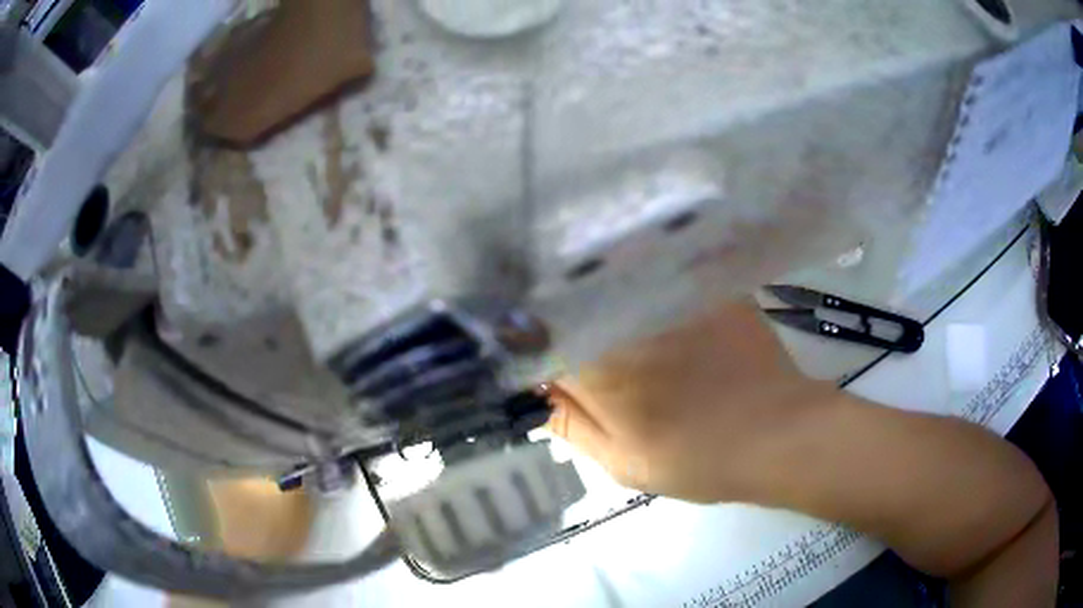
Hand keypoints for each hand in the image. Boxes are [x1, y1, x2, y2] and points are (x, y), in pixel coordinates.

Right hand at [547, 298, 835, 503]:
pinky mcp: (705, 286)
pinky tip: (657, 299)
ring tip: (614, 317)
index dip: (532, 339)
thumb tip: (531, 389)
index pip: (540, 335)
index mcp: (598, 364)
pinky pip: (659, 272)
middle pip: (575, 300)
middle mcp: (626, 319)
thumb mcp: (622, 461)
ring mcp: (669, 296)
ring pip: (614, 281)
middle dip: (564, 314)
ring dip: (602, 293)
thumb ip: (569, 425)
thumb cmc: (698, 458)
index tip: (535, 351)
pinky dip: (646, 283)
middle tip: (574, 338)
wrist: (779, 434)